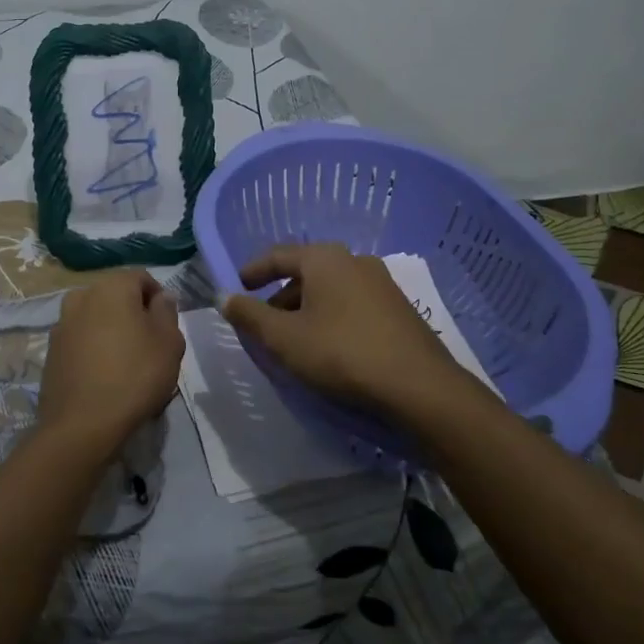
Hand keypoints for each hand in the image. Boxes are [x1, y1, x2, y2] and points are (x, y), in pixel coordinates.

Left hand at [39, 269, 184, 456]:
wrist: (82, 425)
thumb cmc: (135, 376)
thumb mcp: (169, 342)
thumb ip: (167, 311)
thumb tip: (161, 297)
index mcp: (111, 286)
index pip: (142, 278)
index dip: (159, 299)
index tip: (167, 328)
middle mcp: (82, 295)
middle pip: (117, 296)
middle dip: (134, 314)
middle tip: (150, 347)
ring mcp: (62, 323)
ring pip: (97, 318)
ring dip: (112, 331)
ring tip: (126, 364)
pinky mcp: (51, 350)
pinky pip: (81, 340)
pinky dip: (94, 349)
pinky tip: (104, 376)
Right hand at [222, 244, 462, 417]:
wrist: (419, 388)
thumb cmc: (341, 354)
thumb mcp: (284, 339)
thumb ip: (250, 316)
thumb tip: (224, 297)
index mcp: (324, 259)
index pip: (278, 255)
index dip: (253, 271)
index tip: (237, 287)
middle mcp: (354, 261)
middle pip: (306, 272)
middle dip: (280, 296)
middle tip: (264, 322)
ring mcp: (381, 283)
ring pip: (330, 290)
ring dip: (306, 309)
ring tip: (294, 340)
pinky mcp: (399, 309)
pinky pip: (352, 304)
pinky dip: (331, 317)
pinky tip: (329, 347)